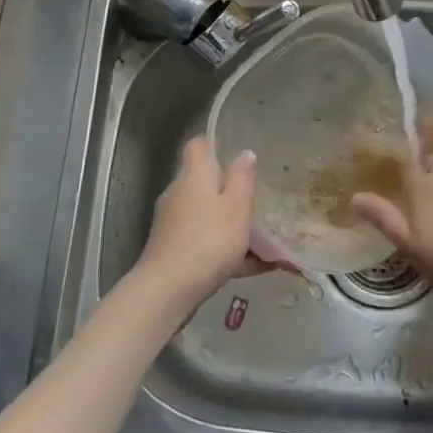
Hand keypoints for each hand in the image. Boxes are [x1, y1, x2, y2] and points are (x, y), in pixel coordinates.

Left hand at [135, 137, 263, 311]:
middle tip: (256, 201)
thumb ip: (242, 179)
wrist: (169, 288)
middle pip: (203, 182)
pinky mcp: (172, 250)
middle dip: (228, 191)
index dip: (214, 144)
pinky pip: (205, 242)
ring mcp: (172, 223)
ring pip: (206, 215)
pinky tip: (255, 267)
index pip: (198, 146)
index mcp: (194, 176)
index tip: (234, 154)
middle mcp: (178, 194)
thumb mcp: (237, 207)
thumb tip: (245, 154)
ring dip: (230, 224)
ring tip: (263, 240)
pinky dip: (227, 250)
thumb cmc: (209, 239)